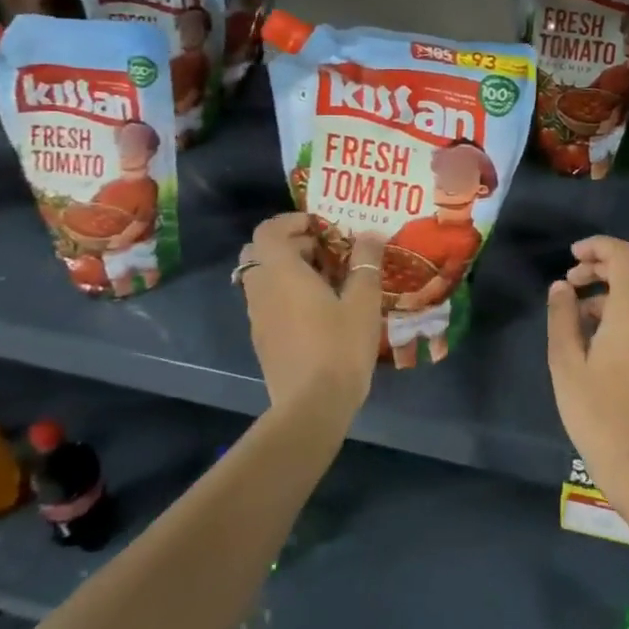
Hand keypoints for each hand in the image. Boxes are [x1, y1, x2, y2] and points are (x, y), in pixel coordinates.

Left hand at [239, 213, 383, 412]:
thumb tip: (370, 235)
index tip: (322, 226)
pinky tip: (319, 311)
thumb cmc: (339, 346)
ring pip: (263, 279)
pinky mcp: (263, 340)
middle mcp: (262, 290)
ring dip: (289, 270)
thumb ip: (366, 263)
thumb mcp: (364, 301)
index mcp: (282, 273)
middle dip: (291, 245)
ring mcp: (258, 317)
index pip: (268, 231)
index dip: (291, 221)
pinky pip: (268, 302)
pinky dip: (286, 294)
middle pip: (261, 253)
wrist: (312, 407)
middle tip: (327, 252)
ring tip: (328, 281)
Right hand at [545, 236, 628, 539]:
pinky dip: (620, 311)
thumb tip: (562, 287)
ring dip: (608, 291)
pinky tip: (594, 336)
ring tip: (574, 313)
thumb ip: (562, 316)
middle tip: (569, 282)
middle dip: (600, 267)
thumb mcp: (566, 363)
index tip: (571, 256)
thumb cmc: (596, 412)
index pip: (625, 255)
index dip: (598, 246)